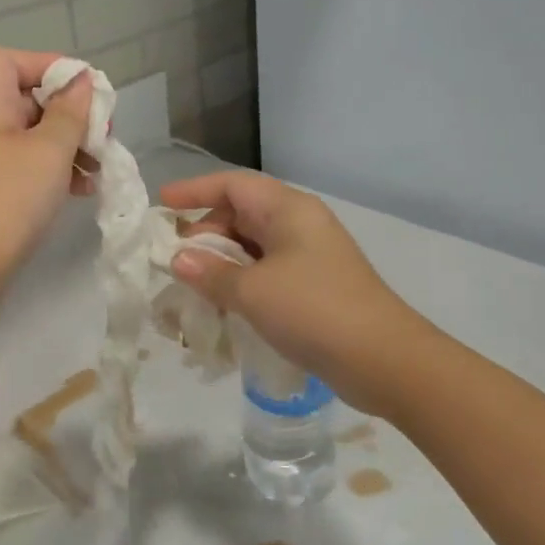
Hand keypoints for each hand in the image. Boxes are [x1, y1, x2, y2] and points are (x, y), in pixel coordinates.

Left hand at [0, 48, 95, 289]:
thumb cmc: (9, 201)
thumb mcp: (49, 151)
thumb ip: (70, 112)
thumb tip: (81, 81)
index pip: (7, 60)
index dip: (45, 64)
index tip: (82, 89)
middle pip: (27, 98)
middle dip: (69, 110)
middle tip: (102, 131)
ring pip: (34, 135)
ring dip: (70, 144)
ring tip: (100, 164)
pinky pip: (30, 166)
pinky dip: (57, 170)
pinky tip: (84, 188)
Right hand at [162, 171, 414, 399]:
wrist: (383, 360)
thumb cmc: (313, 310)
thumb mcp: (252, 291)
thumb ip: (210, 272)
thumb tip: (178, 259)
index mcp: (288, 210)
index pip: (233, 185)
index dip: (194, 190)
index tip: (162, 205)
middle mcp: (299, 225)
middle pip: (241, 214)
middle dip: (204, 232)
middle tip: (174, 258)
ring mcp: (309, 257)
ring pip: (253, 246)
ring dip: (220, 262)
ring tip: (191, 284)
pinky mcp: (313, 287)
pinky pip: (266, 272)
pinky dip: (240, 282)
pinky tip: (221, 305)